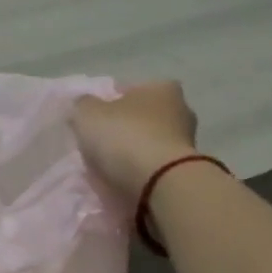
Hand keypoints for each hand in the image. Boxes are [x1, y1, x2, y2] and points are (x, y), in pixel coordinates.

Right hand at [70, 81, 198, 205]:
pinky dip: (142, 172)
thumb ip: (83, 105)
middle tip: (100, 144)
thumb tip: (84, 104)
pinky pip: (156, 167)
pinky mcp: (186, 171)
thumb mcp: (88, 114)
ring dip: (134, 153)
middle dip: (125, 128)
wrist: (160, 184)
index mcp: (162, 88)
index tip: (94, 119)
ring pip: (151, 143)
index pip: (131, 89)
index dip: (110, 102)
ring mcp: (187, 143)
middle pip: (143, 117)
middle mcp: (182, 110)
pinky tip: (124, 181)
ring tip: (109, 168)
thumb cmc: (125, 137)